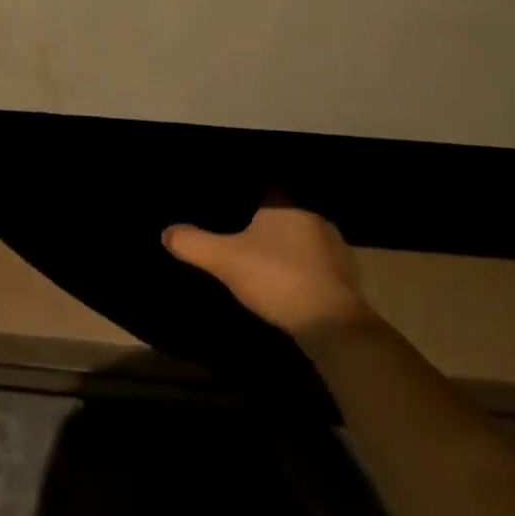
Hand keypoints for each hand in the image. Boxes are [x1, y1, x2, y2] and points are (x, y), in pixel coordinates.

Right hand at [163, 198, 376, 336]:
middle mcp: (314, 219)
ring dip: (293, 254)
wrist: (330, 321)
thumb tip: (166, 231)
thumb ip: (194, 243)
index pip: (268, 194)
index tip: (235, 214)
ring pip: (307, 243)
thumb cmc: (276, 278)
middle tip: (248, 245)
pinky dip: (309, 276)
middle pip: (287, 218)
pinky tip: (295, 291)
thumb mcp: (225, 260)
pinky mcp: (348, 278)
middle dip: (272, 230)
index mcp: (286, 207)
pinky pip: (321, 268)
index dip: (251, 203)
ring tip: (270, 269)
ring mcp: (336, 249)